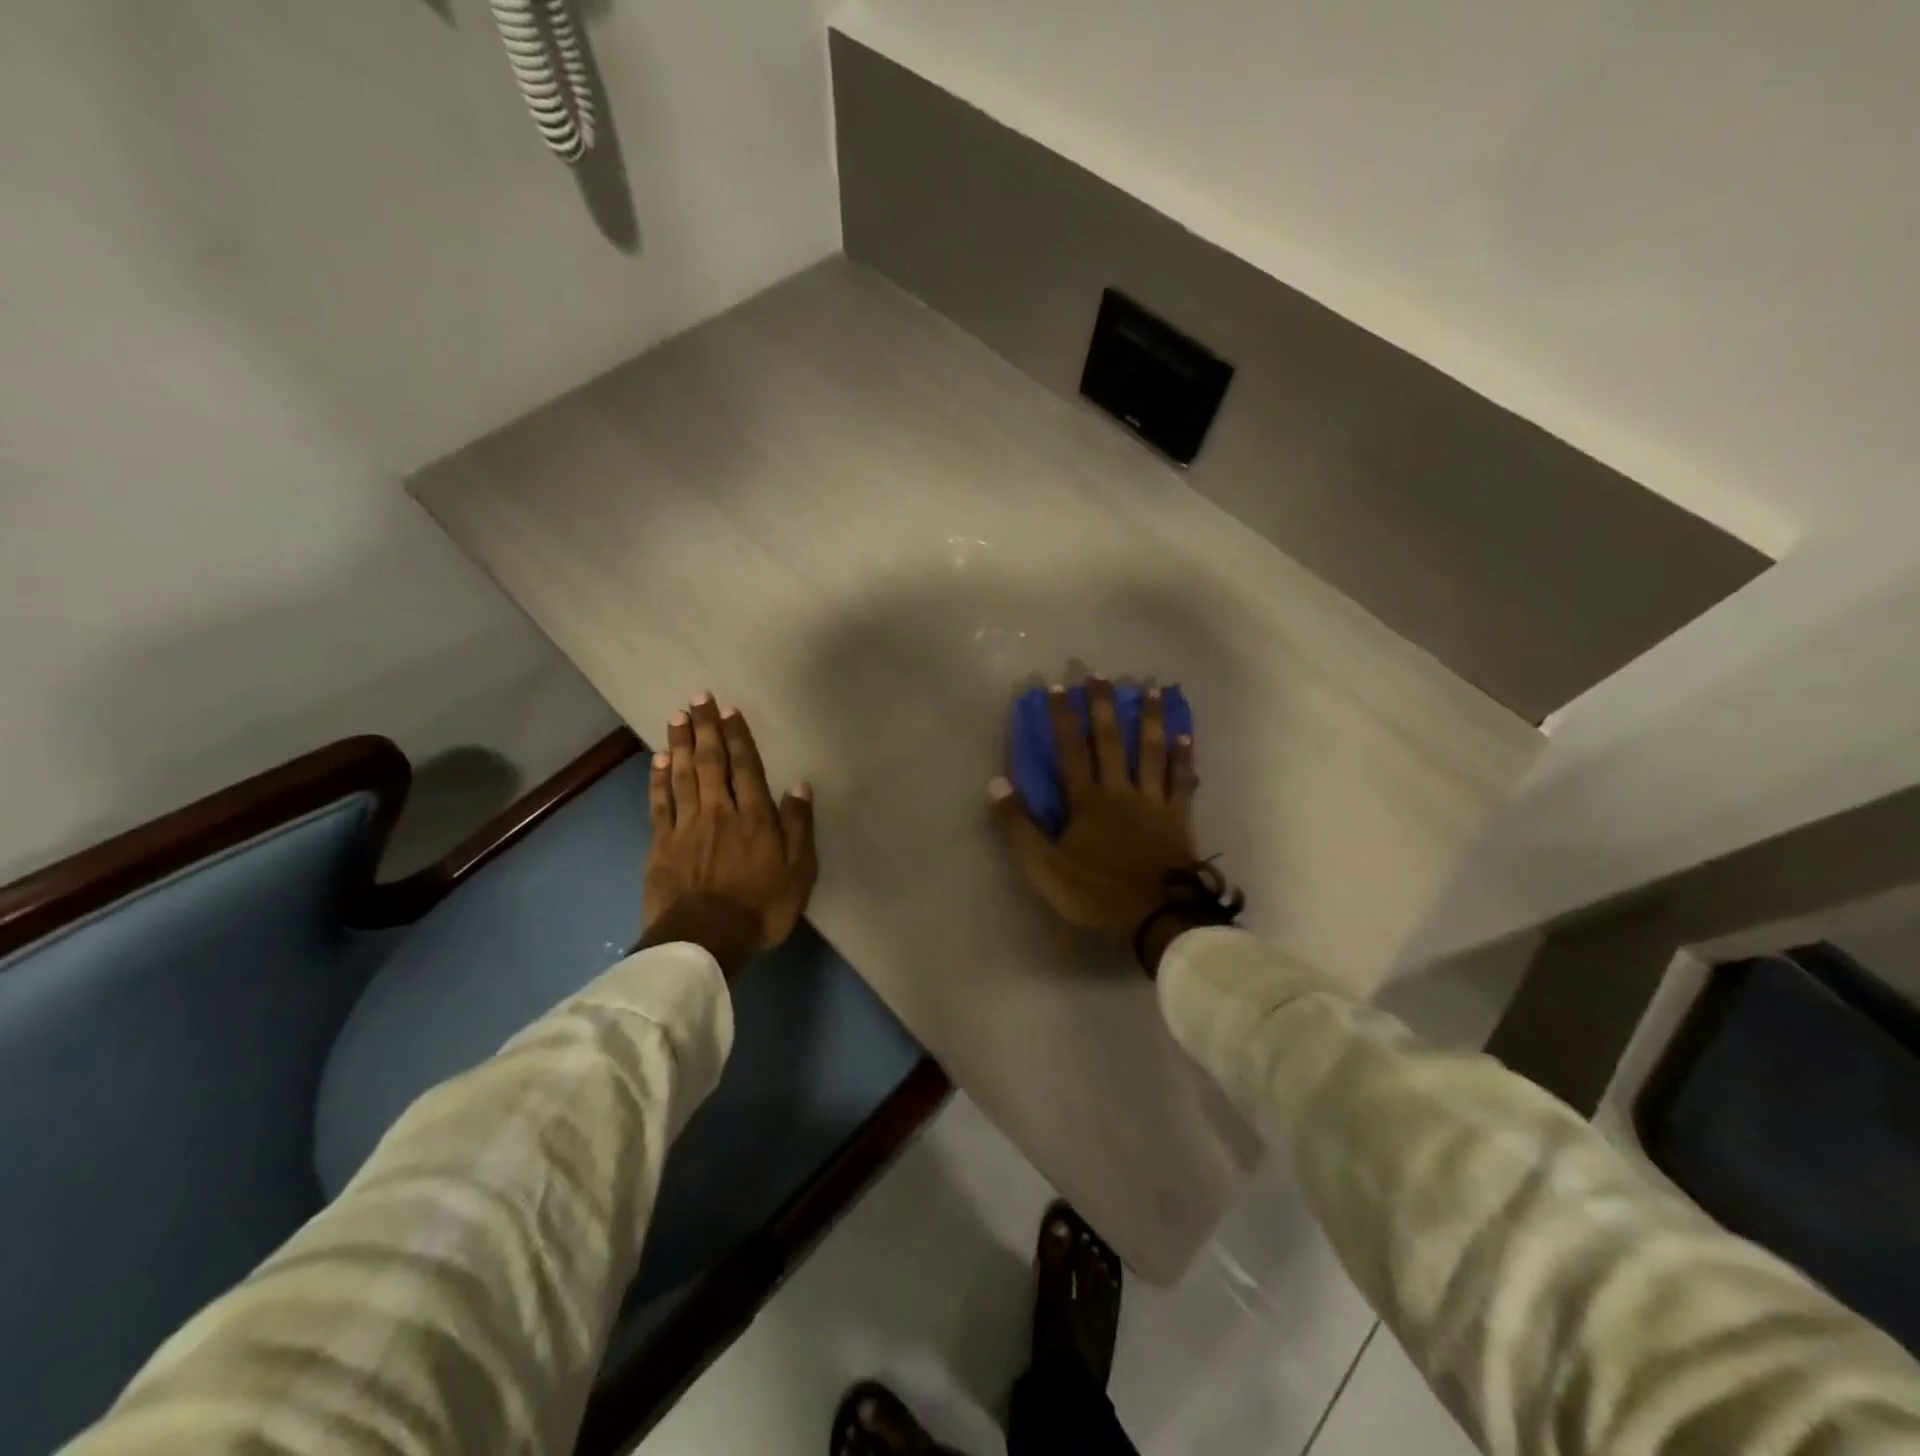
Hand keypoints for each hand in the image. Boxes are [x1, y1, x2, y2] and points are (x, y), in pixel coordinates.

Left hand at [641, 695, 817, 973]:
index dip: (738, 736)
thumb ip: (798, 827)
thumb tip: (799, 786)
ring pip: (682, 774)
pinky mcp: (661, 844)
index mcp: (754, 816)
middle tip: (698, 697)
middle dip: (706, 727)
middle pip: (710, 761)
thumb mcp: (798, 871)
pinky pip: (660, 802)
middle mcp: (718, 811)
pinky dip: (658, 778)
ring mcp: (686, 826)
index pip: (746, 766)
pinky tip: (658, 759)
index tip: (730, 710)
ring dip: (680, 743)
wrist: (704, 940)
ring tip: (677, 716)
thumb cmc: (760, 907)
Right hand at [990, 678, 1198, 948]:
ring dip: (1151, 719)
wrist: (1156, 918)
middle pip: (1110, 741)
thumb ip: (1019, 825)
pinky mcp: (1178, 818)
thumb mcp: (1044, 867)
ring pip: (1151, 752)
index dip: (1063, 718)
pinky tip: (1186, 736)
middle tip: (1102, 674)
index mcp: (1086, 801)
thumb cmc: (1096, 893)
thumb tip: (997, 783)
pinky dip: (1184, 758)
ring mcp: (1153, 802)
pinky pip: (1182, 781)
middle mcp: (1120, 791)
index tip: (1059, 686)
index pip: (1070, 751)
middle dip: (1104, 706)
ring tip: (1154, 688)